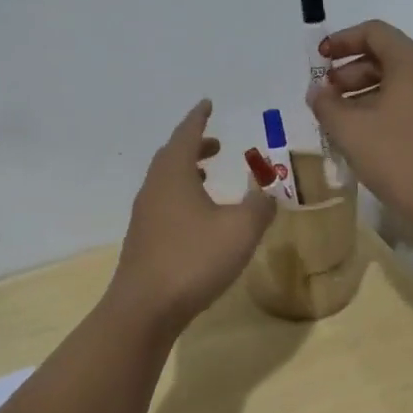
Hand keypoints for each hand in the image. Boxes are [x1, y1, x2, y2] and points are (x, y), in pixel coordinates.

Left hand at [109, 100, 276, 334]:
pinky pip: (164, 204)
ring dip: (187, 172)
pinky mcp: (144, 241)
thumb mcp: (240, 230)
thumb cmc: (194, 259)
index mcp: (173, 175)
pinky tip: (198, 218)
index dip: (198, 118)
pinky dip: (182, 197)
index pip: (186, 135)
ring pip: (166, 182)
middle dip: (194, 145)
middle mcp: (154, 189)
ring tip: (208, 176)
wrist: (146, 308)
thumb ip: (260, 206)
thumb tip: (268, 193)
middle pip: (171, 156)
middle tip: (216, 144)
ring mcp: (145, 216)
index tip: (207, 104)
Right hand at [306, 20, 412, 231]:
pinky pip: (410, 104)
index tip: (318, 60)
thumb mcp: (350, 130)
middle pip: (386, 56)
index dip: (342, 41)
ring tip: (339, 120)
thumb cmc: (400, 157)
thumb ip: (326, 104)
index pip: (374, 32)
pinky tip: (365, 137)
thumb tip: (317, 92)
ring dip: (364, 94)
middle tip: (325, 96)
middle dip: (350, 72)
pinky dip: (383, 109)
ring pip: (398, 83)